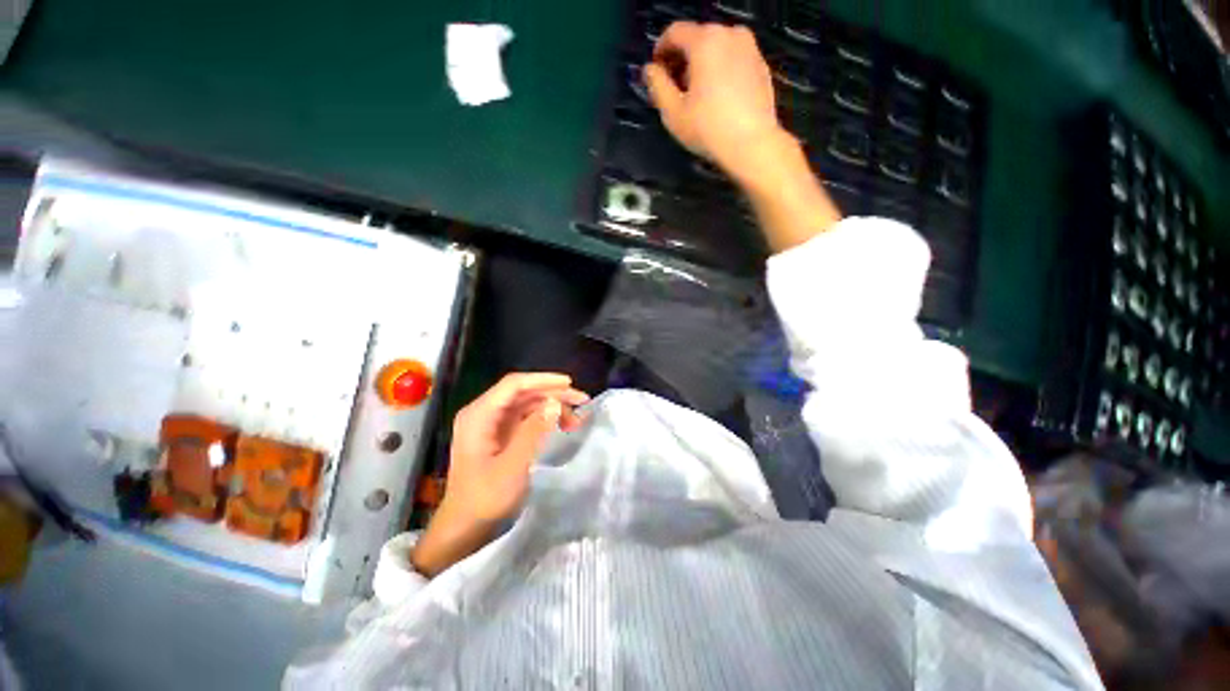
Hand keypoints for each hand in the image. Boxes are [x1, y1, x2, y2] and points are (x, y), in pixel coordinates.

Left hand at [444, 373, 587, 522]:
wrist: (464, 527)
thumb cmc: (485, 498)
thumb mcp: (513, 466)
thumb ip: (533, 432)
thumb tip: (555, 403)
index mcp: (479, 415)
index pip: (514, 385)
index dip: (543, 380)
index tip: (569, 384)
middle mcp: (484, 413)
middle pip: (523, 392)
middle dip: (553, 394)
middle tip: (582, 401)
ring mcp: (491, 423)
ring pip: (527, 403)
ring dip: (552, 406)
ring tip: (576, 419)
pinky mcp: (499, 433)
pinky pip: (525, 417)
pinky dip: (544, 418)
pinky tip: (561, 425)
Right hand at [643, 22, 784, 180]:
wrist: (752, 145)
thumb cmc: (708, 129)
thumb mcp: (673, 112)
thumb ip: (657, 85)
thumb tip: (650, 69)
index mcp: (705, 40)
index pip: (675, 32)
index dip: (661, 49)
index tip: (656, 72)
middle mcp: (730, 34)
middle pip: (697, 37)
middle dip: (682, 59)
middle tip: (675, 87)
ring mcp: (750, 48)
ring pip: (717, 47)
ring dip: (702, 64)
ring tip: (696, 94)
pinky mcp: (761, 65)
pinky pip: (733, 59)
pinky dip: (721, 70)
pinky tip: (717, 98)